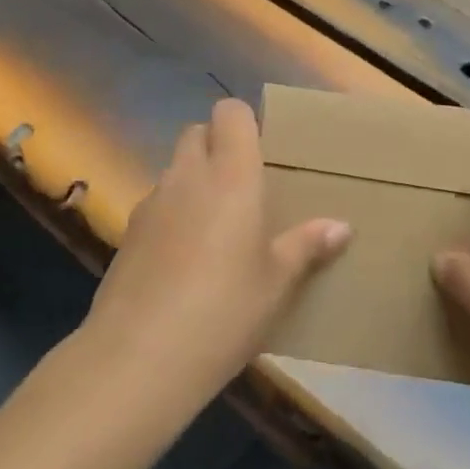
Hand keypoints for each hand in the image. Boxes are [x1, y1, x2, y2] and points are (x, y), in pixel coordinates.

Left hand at [82, 100, 351, 417]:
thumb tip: (342, 226)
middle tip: (244, 187)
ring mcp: (151, 202)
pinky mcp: (127, 232)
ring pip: (174, 169)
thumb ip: (307, 246)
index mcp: (230, 175)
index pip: (230, 112)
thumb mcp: (277, 282)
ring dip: (194, 180)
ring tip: (217, 227)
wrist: (140, 356)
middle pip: (196, 133)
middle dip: (217, 146)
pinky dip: (172, 213)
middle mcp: (187, 176)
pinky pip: (156, 204)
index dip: (245, 122)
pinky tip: (184, 259)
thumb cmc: (225, 310)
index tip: (262, 151)